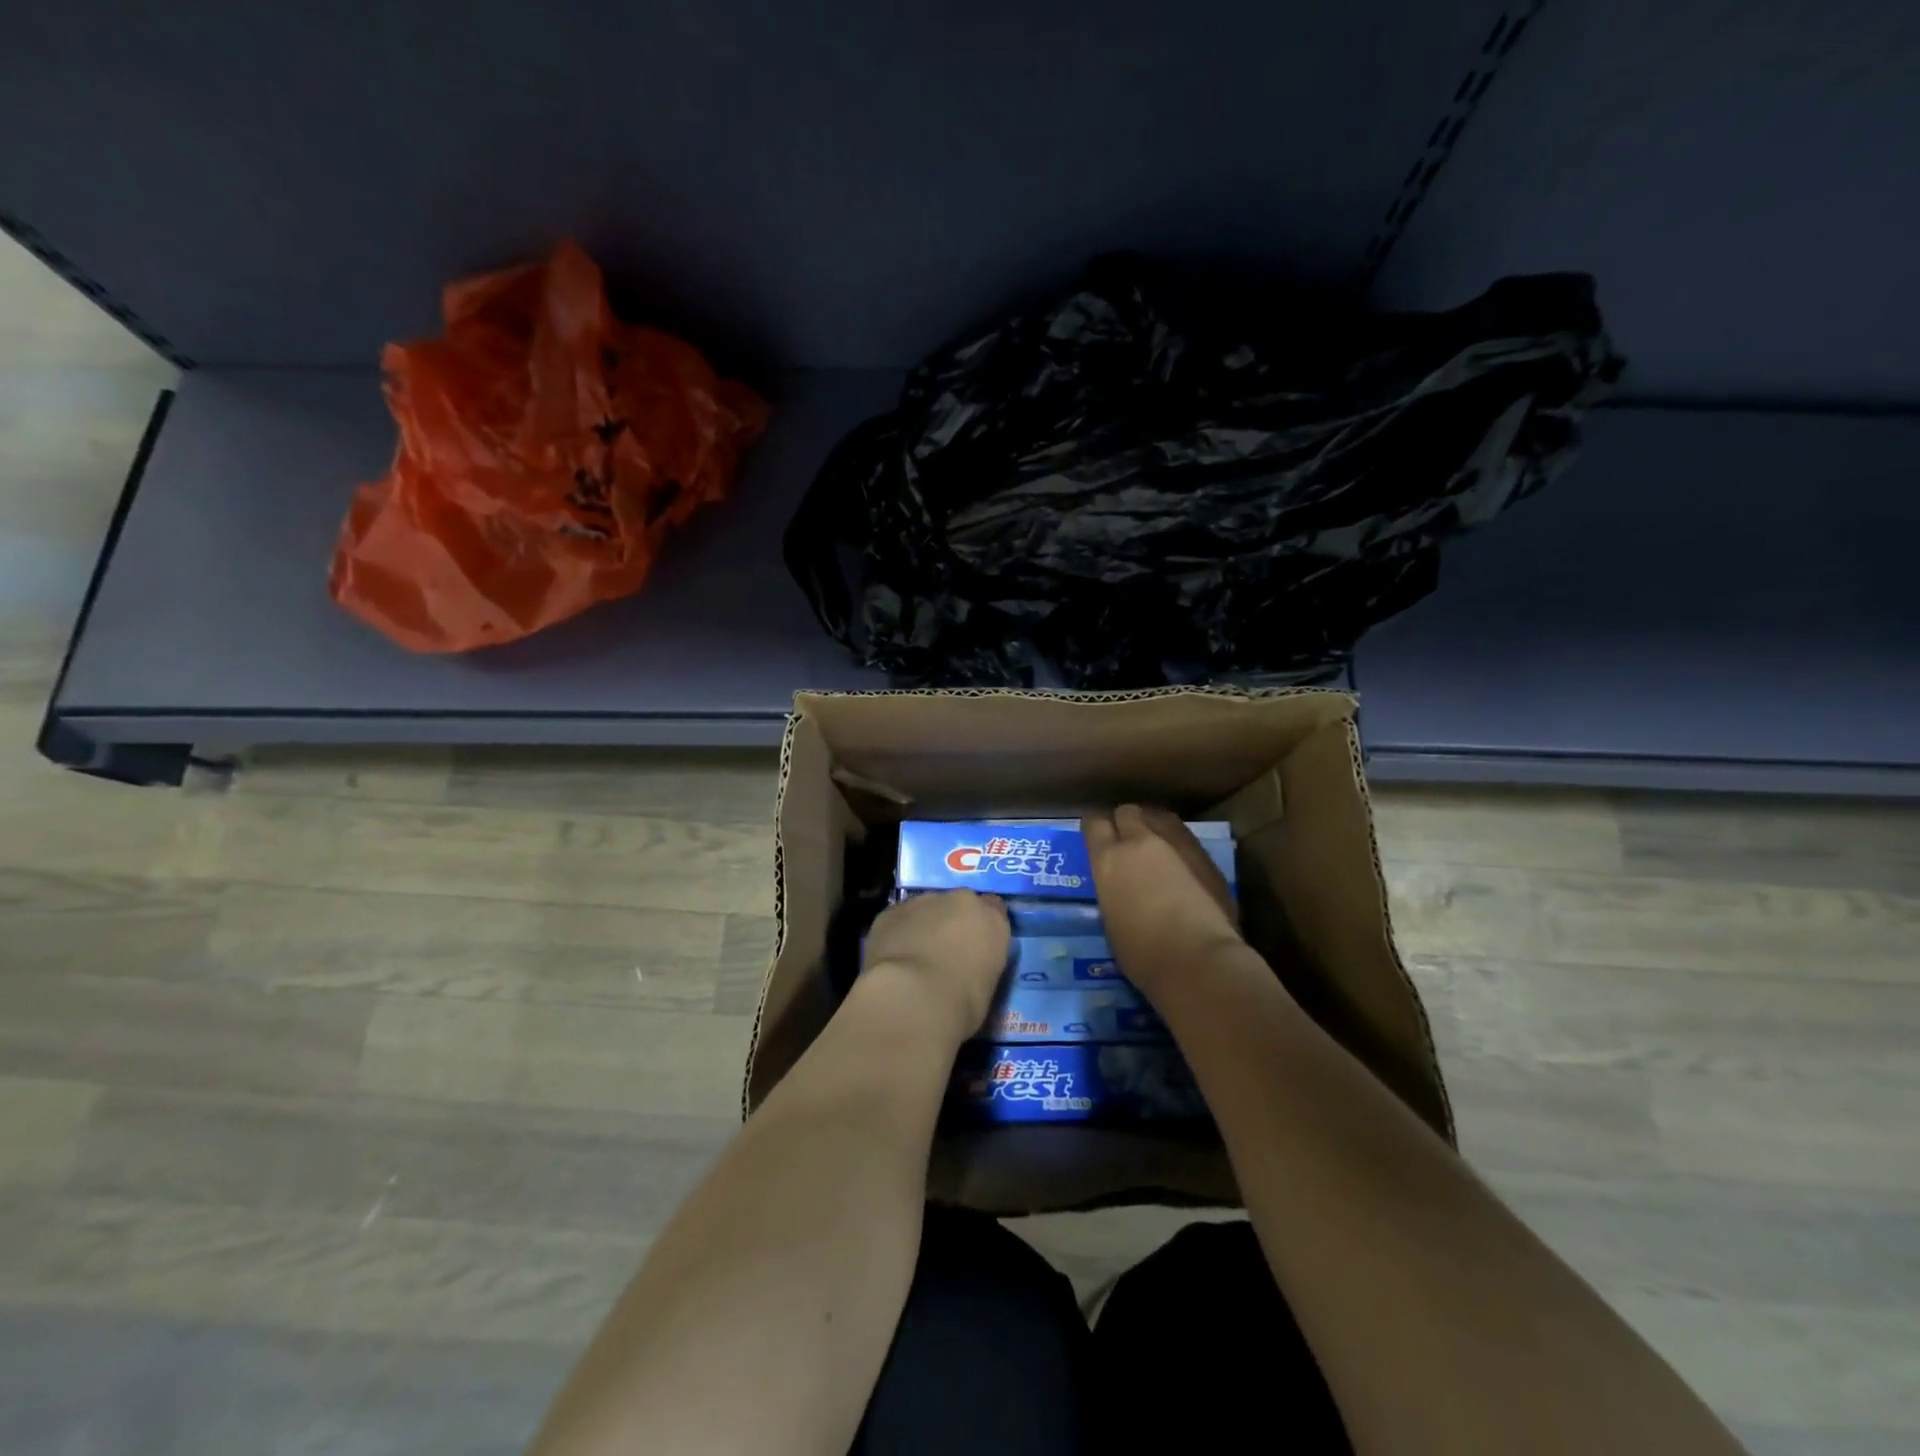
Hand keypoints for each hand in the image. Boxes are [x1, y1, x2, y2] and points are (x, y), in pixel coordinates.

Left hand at [860, 890, 1009, 1042]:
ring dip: (923, 927)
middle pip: (958, 905)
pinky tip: (892, 959)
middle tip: (943, 954)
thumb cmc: (962, 1003)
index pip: (994, 909)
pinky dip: (897, 934)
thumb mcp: (986, 987)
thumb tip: (966, 968)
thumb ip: (979, 965)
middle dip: (951, 923)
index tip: (975, 946)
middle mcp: (960, 901)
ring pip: (925, 909)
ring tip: (913, 960)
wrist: (914, 996)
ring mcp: (923, 902)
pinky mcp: (891, 911)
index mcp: (992, 920)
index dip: (981, 927)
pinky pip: (898, 920)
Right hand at [1083, 805, 1241, 998]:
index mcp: (1108, 859)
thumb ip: (1114, 891)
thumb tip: (1121, 887)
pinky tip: (1180, 861)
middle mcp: (1140, 841)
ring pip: (1159, 817)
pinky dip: (1177, 842)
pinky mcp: (1205, 855)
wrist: (1199, 960)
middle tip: (1126, 841)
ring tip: (1155, 845)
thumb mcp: (1112, 920)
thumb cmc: (1144, 954)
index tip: (1096, 837)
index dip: (1095, 828)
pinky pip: (1184, 835)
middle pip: (1128, 812)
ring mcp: (1176, 844)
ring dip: (1153, 826)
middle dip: (1125, 822)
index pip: (1094, 823)